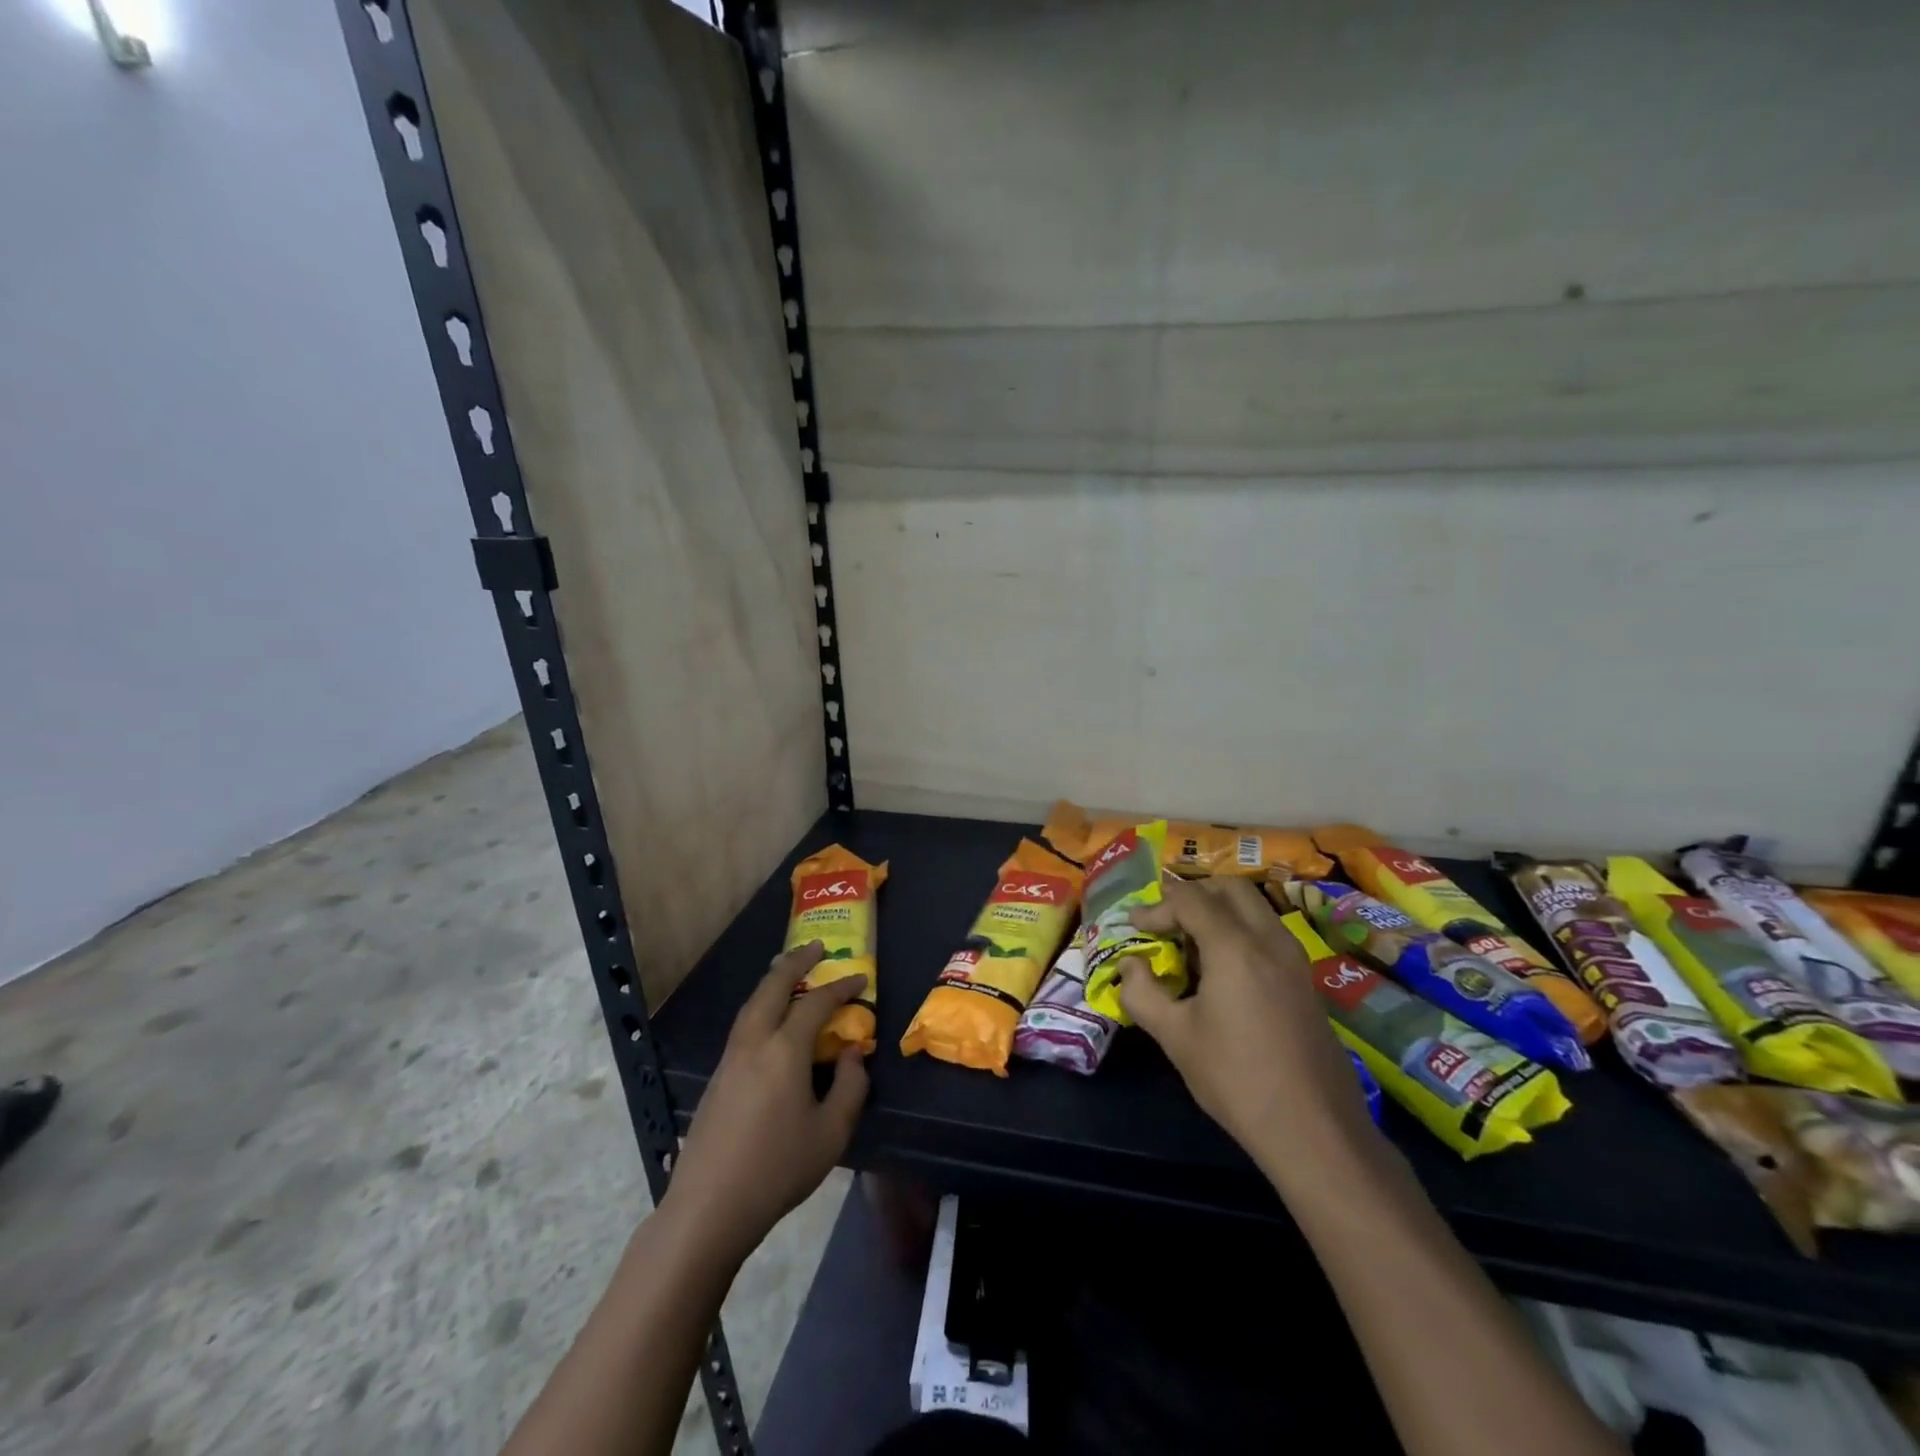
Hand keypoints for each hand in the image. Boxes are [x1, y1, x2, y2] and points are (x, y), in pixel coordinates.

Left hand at [662, 943, 867, 1261]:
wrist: (709, 1207)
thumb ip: (850, 1086)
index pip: (816, 1004)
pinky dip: (761, 1005)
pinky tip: (770, 1018)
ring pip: (752, 1004)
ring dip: (773, 981)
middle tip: (816, 946)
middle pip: (772, 987)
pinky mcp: (717, 1078)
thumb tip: (850, 1053)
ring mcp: (730, 1059)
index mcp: (783, 1051)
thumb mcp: (831, 1132)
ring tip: (790, 971)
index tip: (860, 979)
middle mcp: (753, 1043)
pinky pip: (743, 1024)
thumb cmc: (777, 1169)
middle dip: (795, 962)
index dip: (840, 988)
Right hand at [1119, 877, 1372, 1177]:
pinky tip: (1222, 969)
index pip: (1190, 900)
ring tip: (1189, 943)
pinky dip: (1239, 930)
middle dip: (1192, 894)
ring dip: (1218, 910)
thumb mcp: (1175, 1037)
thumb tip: (1130, 966)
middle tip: (1164, 920)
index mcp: (1234, 947)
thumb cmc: (1236, 1080)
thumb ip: (1142, 993)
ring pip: (1254, 908)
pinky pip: (1268, 932)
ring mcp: (1294, 958)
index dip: (1156, 907)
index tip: (1134, 927)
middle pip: (1229, 889)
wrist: (1315, 1131)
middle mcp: (1269, 940)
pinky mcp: (1306, 980)